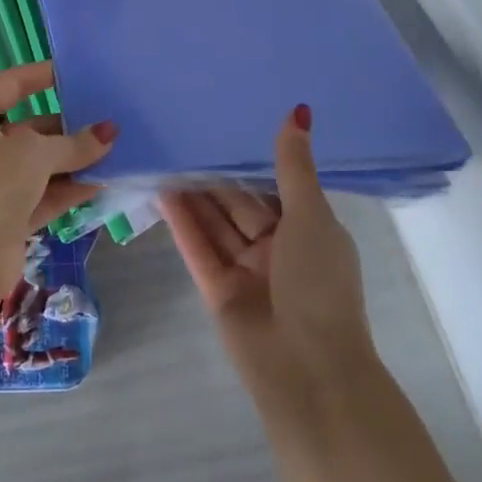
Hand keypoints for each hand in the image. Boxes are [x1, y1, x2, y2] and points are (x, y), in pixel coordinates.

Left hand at [0, 62, 116, 301]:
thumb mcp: (35, 154)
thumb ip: (74, 143)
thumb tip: (109, 133)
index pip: (10, 85)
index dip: (41, 76)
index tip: (74, 73)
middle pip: (28, 127)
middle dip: (67, 126)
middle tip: (107, 119)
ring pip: (39, 164)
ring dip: (73, 159)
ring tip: (114, 150)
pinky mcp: (7, 215)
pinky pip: (43, 193)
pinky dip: (69, 188)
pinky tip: (103, 181)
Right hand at [162, 106, 376, 404]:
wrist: (308, 370)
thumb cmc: (319, 284)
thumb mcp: (310, 216)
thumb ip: (293, 166)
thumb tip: (298, 111)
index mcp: (309, 232)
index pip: (275, 189)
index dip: (251, 163)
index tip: (225, 130)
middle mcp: (278, 250)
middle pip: (240, 206)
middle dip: (215, 178)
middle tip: (183, 140)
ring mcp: (246, 271)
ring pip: (216, 226)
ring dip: (194, 197)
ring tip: (165, 159)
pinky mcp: (218, 291)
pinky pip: (199, 249)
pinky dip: (182, 223)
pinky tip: (162, 193)